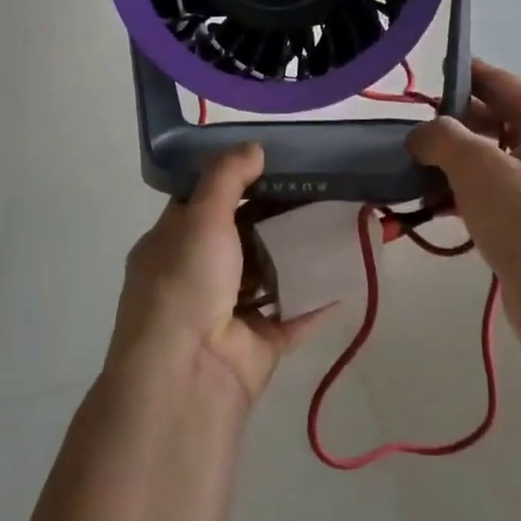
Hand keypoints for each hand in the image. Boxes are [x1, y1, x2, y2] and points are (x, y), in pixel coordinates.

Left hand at [107, 144, 332, 405]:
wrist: (187, 373)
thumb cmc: (185, 284)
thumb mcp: (199, 218)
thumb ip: (226, 178)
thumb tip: (254, 146)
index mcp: (171, 245)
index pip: (202, 205)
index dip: (234, 183)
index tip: (273, 164)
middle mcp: (198, 277)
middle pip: (242, 238)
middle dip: (277, 217)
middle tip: (318, 190)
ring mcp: (229, 312)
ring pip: (271, 275)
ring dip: (300, 255)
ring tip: (339, 223)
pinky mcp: (261, 342)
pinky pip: (295, 314)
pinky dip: (319, 297)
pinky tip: (348, 272)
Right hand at [408, 60, 520, 354]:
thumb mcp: (479, 167)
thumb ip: (442, 138)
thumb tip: (421, 136)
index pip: (498, 83)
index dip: (459, 75)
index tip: (416, 78)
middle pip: (491, 122)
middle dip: (446, 127)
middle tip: (400, 132)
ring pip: (485, 163)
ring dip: (446, 166)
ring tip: (402, 171)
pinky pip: (486, 197)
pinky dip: (456, 197)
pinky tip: (423, 207)